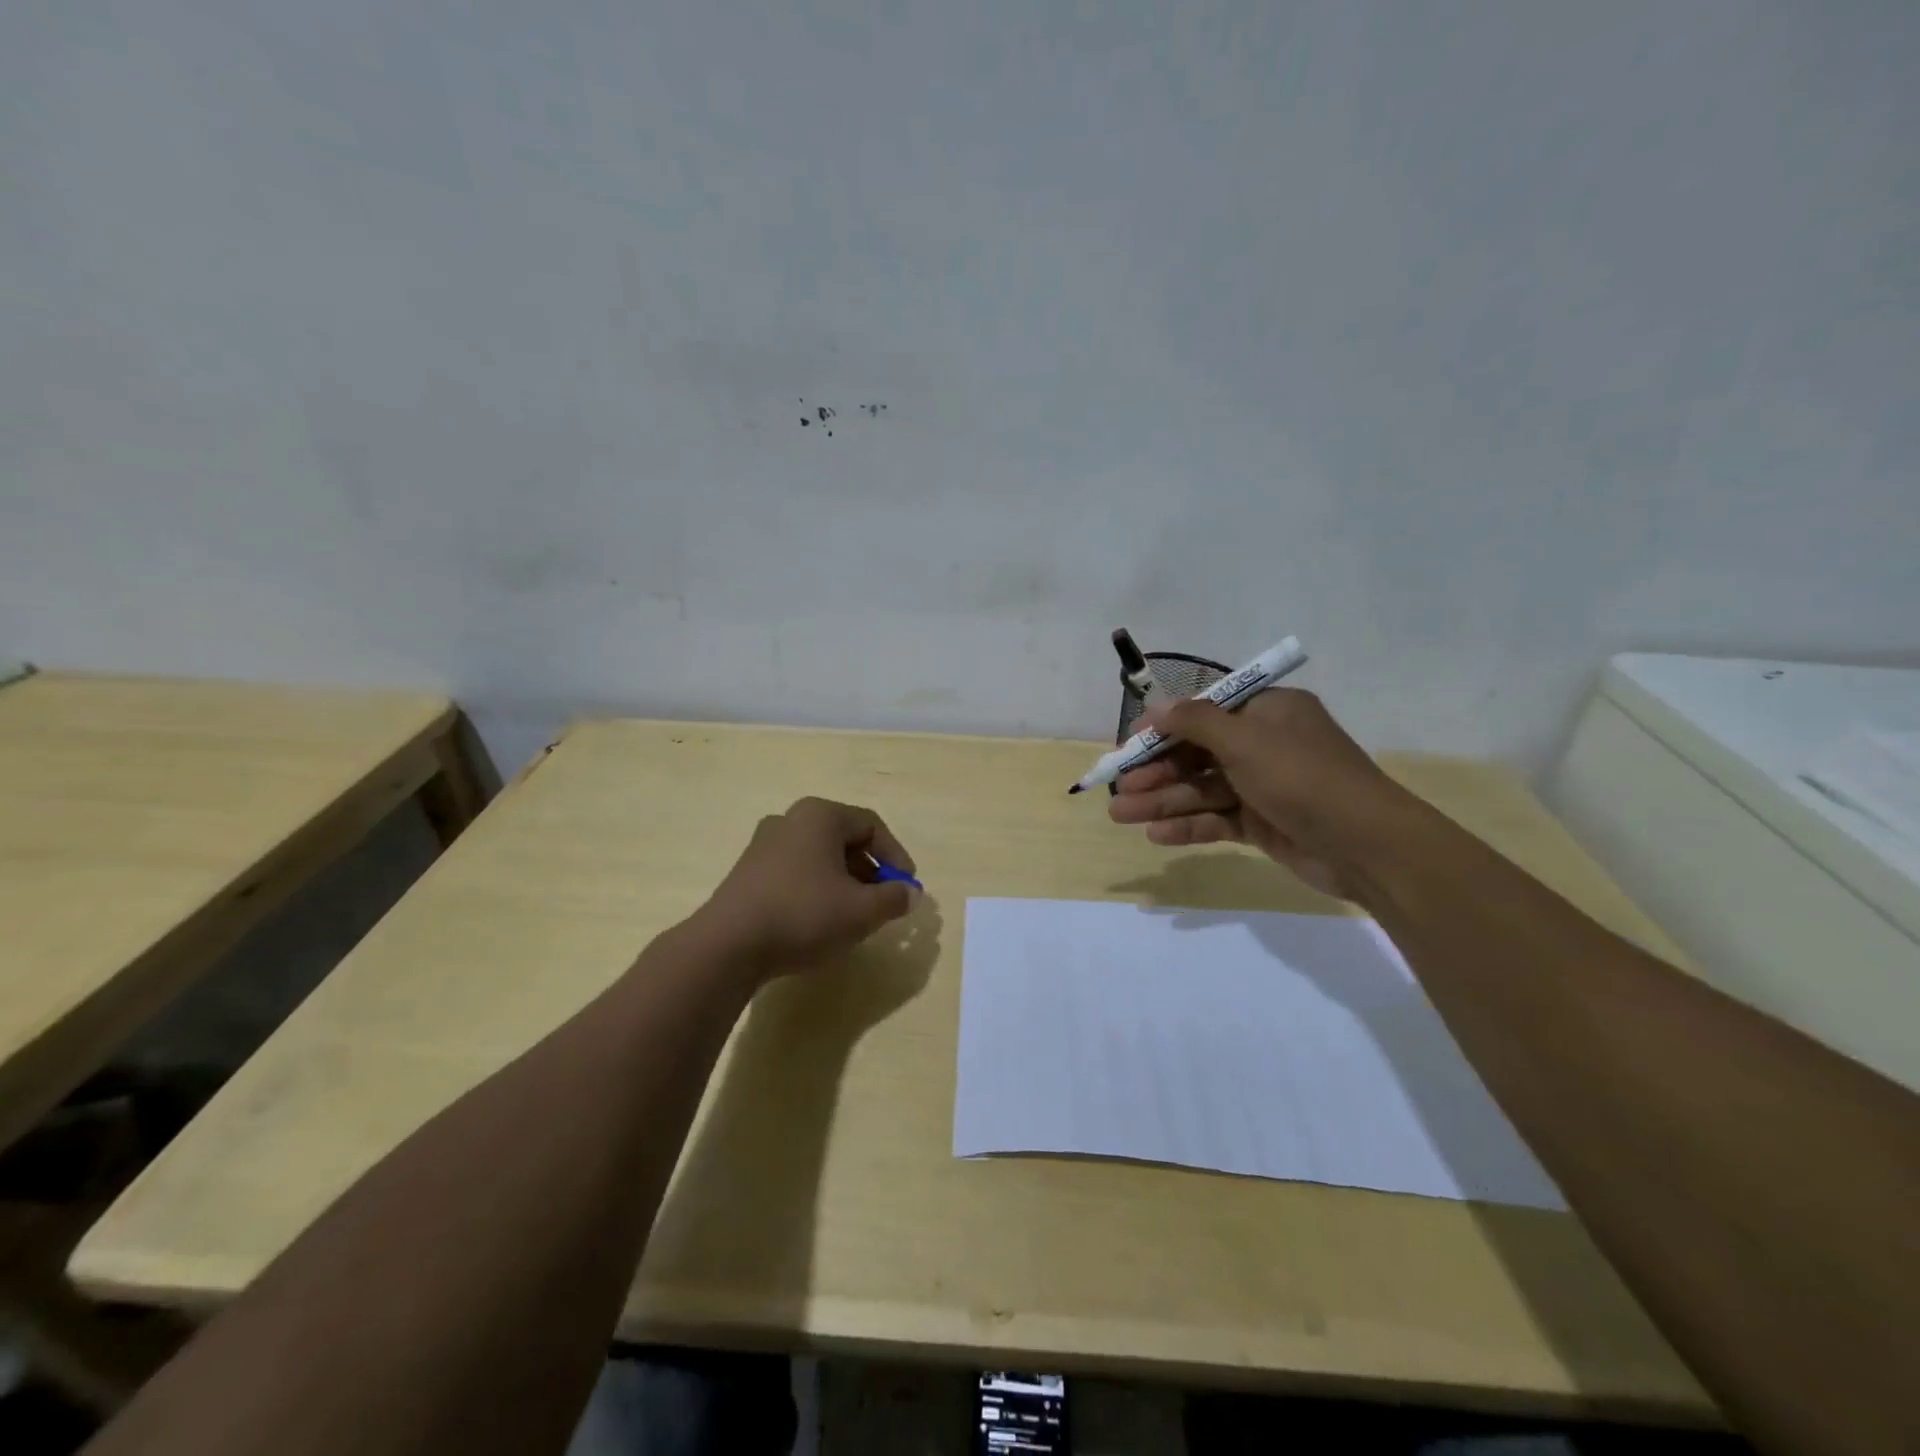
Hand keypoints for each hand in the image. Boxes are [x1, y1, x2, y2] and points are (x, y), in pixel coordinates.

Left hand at [696, 797, 918, 975]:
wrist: (728, 945)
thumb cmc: (803, 914)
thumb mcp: (862, 910)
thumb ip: (894, 899)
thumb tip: (910, 893)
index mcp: (820, 815)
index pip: (871, 826)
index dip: (895, 856)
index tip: (906, 888)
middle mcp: (790, 820)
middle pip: (844, 840)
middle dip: (870, 872)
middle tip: (882, 902)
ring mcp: (763, 845)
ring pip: (819, 858)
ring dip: (843, 883)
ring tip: (853, 916)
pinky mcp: (747, 873)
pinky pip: (795, 873)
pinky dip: (816, 890)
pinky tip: (818, 922)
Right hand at [1107, 688, 1414, 902]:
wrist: (1367, 846)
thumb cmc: (1303, 777)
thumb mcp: (1246, 740)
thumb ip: (1195, 722)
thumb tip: (1155, 707)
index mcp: (1267, 712)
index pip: (1205, 712)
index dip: (1165, 726)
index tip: (1130, 742)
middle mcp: (1264, 744)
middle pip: (1198, 753)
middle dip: (1157, 771)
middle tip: (1119, 787)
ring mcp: (1263, 786)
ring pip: (1202, 789)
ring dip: (1163, 801)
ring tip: (1120, 815)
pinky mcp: (1263, 823)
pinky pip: (1217, 818)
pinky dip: (1189, 825)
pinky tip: (1156, 835)